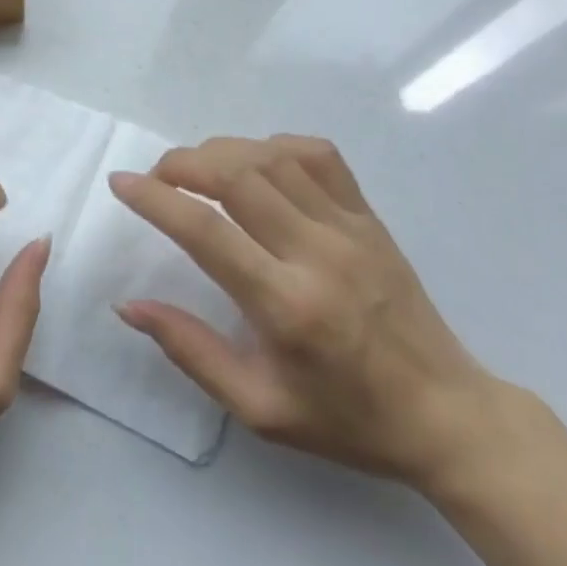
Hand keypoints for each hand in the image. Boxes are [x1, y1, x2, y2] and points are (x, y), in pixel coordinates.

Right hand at [110, 135, 498, 490]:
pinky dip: (273, 145)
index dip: (154, 199)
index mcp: (286, 306)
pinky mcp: (369, 217)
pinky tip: (254, 163)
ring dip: (220, 151)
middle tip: (155, 177)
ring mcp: (349, 228)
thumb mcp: (258, 408)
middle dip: (181, 163)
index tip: (120, 183)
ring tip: (195, 169)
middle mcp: (317, 254)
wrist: (447, 415)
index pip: (205, 231)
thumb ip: (190, 350)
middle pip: (236, 176)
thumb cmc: (346, 419)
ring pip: (271, 157)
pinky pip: (318, 155)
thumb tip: (129, 305)